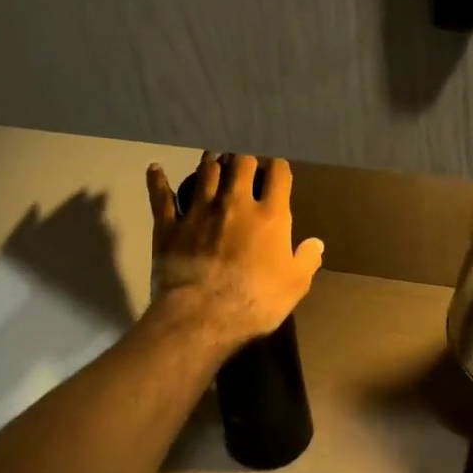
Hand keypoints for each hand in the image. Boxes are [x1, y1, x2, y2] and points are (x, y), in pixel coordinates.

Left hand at [145, 153, 324, 355]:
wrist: (202, 316)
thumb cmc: (255, 301)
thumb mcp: (295, 285)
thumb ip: (307, 259)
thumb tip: (316, 243)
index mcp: (270, 215)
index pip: (278, 174)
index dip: (279, 166)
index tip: (278, 167)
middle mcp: (235, 203)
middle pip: (241, 164)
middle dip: (246, 157)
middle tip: (246, 159)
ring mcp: (199, 211)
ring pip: (206, 172)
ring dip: (211, 162)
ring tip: (214, 156)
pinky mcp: (169, 225)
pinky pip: (161, 196)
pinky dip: (158, 180)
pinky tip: (155, 168)